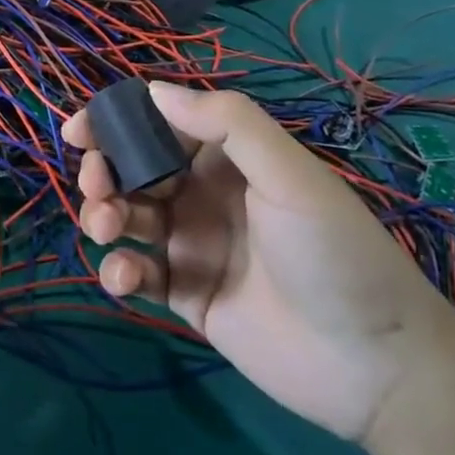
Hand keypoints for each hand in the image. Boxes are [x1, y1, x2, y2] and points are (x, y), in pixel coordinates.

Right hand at [66, 83, 454, 441]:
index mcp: (227, 159)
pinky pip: (138, 273)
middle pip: (134, 171)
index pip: (160, 126)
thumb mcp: (289, 175)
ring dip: (104, 216)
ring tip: (106, 228)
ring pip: (129, 218)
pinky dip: (120, 270)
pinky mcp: (186, 295)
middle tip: (96, 185)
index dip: (117, 123)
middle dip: (104, 171)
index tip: (79, 130)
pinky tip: (125, 277)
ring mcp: (193, 246)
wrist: (375, 365)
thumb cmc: (332, 252)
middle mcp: (204, 195)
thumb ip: (226, 124)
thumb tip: (153, 88)